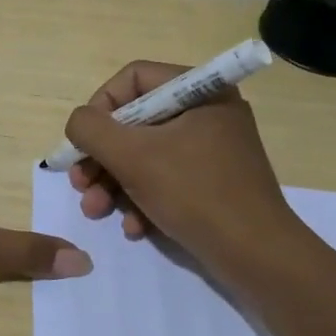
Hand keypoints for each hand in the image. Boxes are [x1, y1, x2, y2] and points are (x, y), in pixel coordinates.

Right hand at [63, 59, 296, 271]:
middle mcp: (207, 112)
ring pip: (145, 154)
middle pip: (135, 121)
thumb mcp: (133, 156)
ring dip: (113, 183)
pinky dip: (143, 199)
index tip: (84, 143)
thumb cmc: (195, 193)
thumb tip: (78, 122)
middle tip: (80, 184)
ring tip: (96, 211)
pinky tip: (133, 228)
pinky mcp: (211, 182)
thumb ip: (92, 130)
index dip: (100, 107)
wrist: (257, 257)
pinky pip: (166, 178)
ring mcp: (211, 149)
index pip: (133, 79)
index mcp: (200, 90)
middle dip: (101, 157)